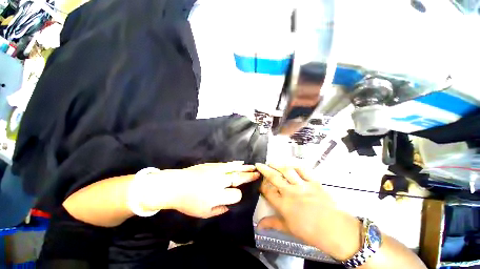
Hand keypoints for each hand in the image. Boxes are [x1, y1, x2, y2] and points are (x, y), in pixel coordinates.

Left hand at [141, 161, 259, 218]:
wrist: (175, 185)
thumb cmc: (188, 202)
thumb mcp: (203, 213)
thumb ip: (219, 210)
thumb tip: (228, 205)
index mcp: (218, 196)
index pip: (236, 195)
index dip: (238, 196)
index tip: (236, 196)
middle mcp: (220, 182)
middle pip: (238, 178)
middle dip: (249, 177)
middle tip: (258, 174)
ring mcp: (217, 171)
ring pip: (235, 169)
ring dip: (245, 168)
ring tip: (254, 167)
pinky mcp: (213, 165)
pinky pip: (227, 164)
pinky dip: (235, 163)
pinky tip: (241, 162)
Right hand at [255, 163, 361, 259]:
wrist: (335, 230)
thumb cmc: (309, 231)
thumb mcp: (288, 229)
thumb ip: (272, 224)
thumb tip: (258, 226)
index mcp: (283, 204)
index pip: (267, 192)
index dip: (261, 185)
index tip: (259, 182)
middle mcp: (290, 192)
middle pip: (274, 177)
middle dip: (264, 169)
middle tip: (259, 164)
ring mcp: (302, 185)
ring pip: (287, 171)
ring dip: (277, 165)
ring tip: (272, 162)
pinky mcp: (313, 182)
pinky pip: (303, 170)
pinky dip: (296, 166)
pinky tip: (291, 165)